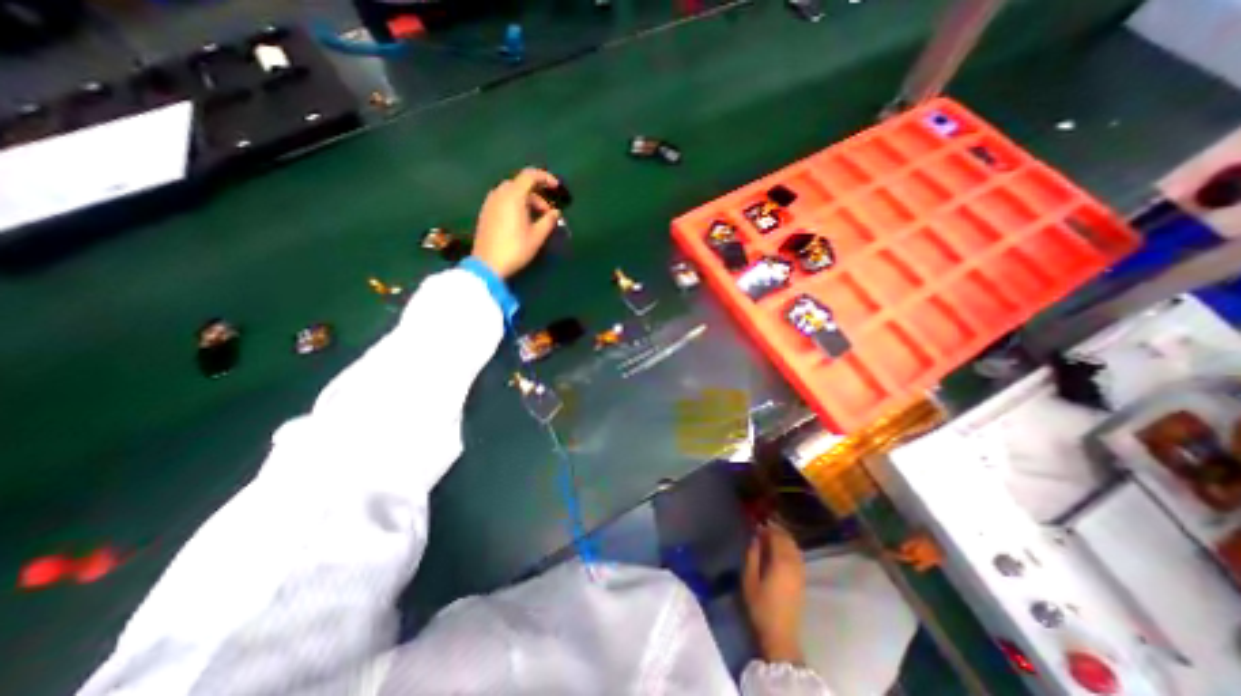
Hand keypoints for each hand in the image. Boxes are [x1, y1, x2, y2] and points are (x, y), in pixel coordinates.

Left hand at [471, 167, 563, 278]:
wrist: (487, 264)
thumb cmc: (515, 249)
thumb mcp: (537, 236)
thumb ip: (548, 221)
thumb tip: (556, 213)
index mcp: (513, 196)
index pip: (530, 175)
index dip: (545, 178)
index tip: (555, 187)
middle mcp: (499, 194)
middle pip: (521, 185)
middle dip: (536, 195)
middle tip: (546, 213)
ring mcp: (490, 203)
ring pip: (511, 193)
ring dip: (526, 200)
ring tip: (534, 219)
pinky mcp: (485, 212)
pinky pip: (503, 200)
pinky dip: (515, 204)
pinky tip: (520, 222)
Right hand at [739, 522, 811, 661]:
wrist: (781, 635)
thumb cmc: (761, 606)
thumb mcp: (749, 579)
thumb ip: (752, 555)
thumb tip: (755, 537)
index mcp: (781, 562)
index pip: (777, 536)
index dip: (767, 527)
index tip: (756, 522)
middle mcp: (794, 563)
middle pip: (788, 539)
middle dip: (776, 529)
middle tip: (762, 526)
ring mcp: (801, 572)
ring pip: (795, 547)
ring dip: (784, 538)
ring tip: (770, 535)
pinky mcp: (802, 579)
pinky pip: (798, 555)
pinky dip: (789, 547)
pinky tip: (780, 549)